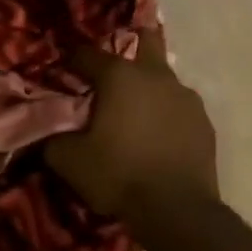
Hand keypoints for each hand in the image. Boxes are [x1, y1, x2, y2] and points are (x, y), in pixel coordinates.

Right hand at [47, 28, 217, 220]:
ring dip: (148, 87)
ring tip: (135, 113)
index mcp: (120, 77)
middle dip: (129, 44)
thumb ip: (53, 139)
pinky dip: (166, 114)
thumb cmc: (118, 175)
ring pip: (164, 78)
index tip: (62, 73)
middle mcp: (156, 76)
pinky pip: (179, 108)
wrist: (176, 209)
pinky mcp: (204, 122)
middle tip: (112, 71)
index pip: (87, 54)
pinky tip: (158, 136)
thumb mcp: (69, 161)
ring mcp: (186, 97)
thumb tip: (47, 132)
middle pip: (145, 41)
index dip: (70, 61)